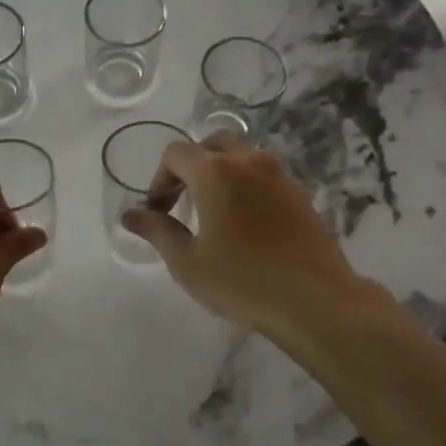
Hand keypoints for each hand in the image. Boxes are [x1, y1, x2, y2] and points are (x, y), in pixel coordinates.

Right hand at [121, 134, 375, 334]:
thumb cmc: (242, 281)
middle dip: (189, 168)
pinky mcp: (299, 194)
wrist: (316, 301)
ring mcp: (279, 175)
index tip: (157, 212)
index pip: (176, 154)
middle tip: (182, 203)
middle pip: (210, 145)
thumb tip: (129, 214)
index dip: (159, 180)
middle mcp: (248, 162)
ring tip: (213, 213)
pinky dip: (244, 186)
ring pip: (240, 157)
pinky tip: (244, 224)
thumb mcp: (187, 262)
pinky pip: (263, 176)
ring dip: (219, 174)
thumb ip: (157, 231)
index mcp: (215, 172)